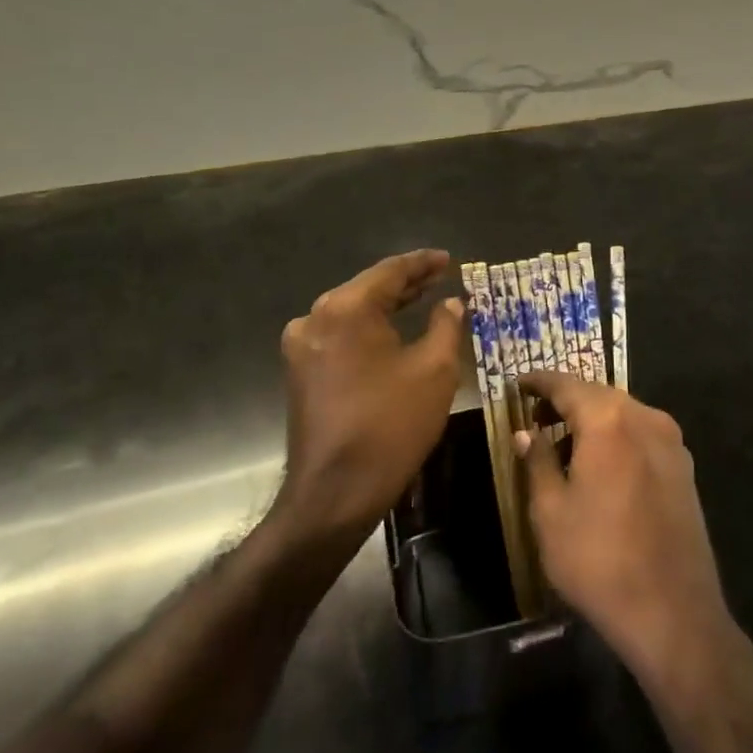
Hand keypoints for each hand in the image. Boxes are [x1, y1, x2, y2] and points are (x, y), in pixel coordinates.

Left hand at [276, 250, 464, 542]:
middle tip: (441, 277)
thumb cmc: (391, 425)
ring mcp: (302, 345)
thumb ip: (446, 325)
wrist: (335, 493)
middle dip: (407, 284)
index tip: (448, 259)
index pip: (390, 271)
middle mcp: (316, 317)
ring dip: (388, 306)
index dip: (423, 263)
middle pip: (369, 288)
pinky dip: (370, 329)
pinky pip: (341, 335)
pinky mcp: (301, 371)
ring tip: (424, 298)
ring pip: (353, 312)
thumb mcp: (434, 370)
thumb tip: (452, 302)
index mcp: (346, 308)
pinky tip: (394, 331)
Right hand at [516, 370, 733, 681]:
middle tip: (535, 415)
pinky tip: (600, 464)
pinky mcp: (684, 467)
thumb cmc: (599, 559)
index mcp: (609, 419)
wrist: (673, 612)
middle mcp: (644, 417)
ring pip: (622, 414)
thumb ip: (537, 461)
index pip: (566, 384)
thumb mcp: (551, 511)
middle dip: (566, 400)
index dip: (539, 382)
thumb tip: (526, 433)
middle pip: (598, 395)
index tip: (518, 383)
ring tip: (563, 443)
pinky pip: (641, 435)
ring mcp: (671, 441)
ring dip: (592, 420)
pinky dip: (616, 437)